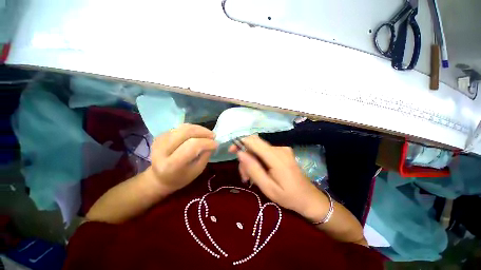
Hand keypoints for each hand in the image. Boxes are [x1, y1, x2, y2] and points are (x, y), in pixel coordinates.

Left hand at [149, 124, 217, 191]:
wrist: (159, 178)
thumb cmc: (181, 178)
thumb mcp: (197, 171)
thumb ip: (205, 156)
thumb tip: (212, 142)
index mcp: (171, 165)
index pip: (192, 146)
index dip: (206, 143)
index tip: (216, 144)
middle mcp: (162, 150)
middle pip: (186, 132)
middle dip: (203, 132)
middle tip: (213, 136)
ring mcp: (159, 141)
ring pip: (183, 128)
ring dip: (198, 129)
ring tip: (207, 134)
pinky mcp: (160, 135)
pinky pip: (180, 127)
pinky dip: (192, 129)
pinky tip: (197, 134)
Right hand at [229, 135, 324, 217]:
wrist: (309, 198)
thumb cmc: (288, 196)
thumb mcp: (267, 188)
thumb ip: (253, 169)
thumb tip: (240, 153)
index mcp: (277, 158)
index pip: (254, 142)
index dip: (241, 142)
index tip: (231, 151)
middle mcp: (280, 148)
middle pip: (255, 144)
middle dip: (245, 155)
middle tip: (244, 174)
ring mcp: (282, 149)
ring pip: (259, 148)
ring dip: (251, 159)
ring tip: (250, 177)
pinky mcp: (282, 152)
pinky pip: (265, 151)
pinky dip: (258, 159)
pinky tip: (258, 172)